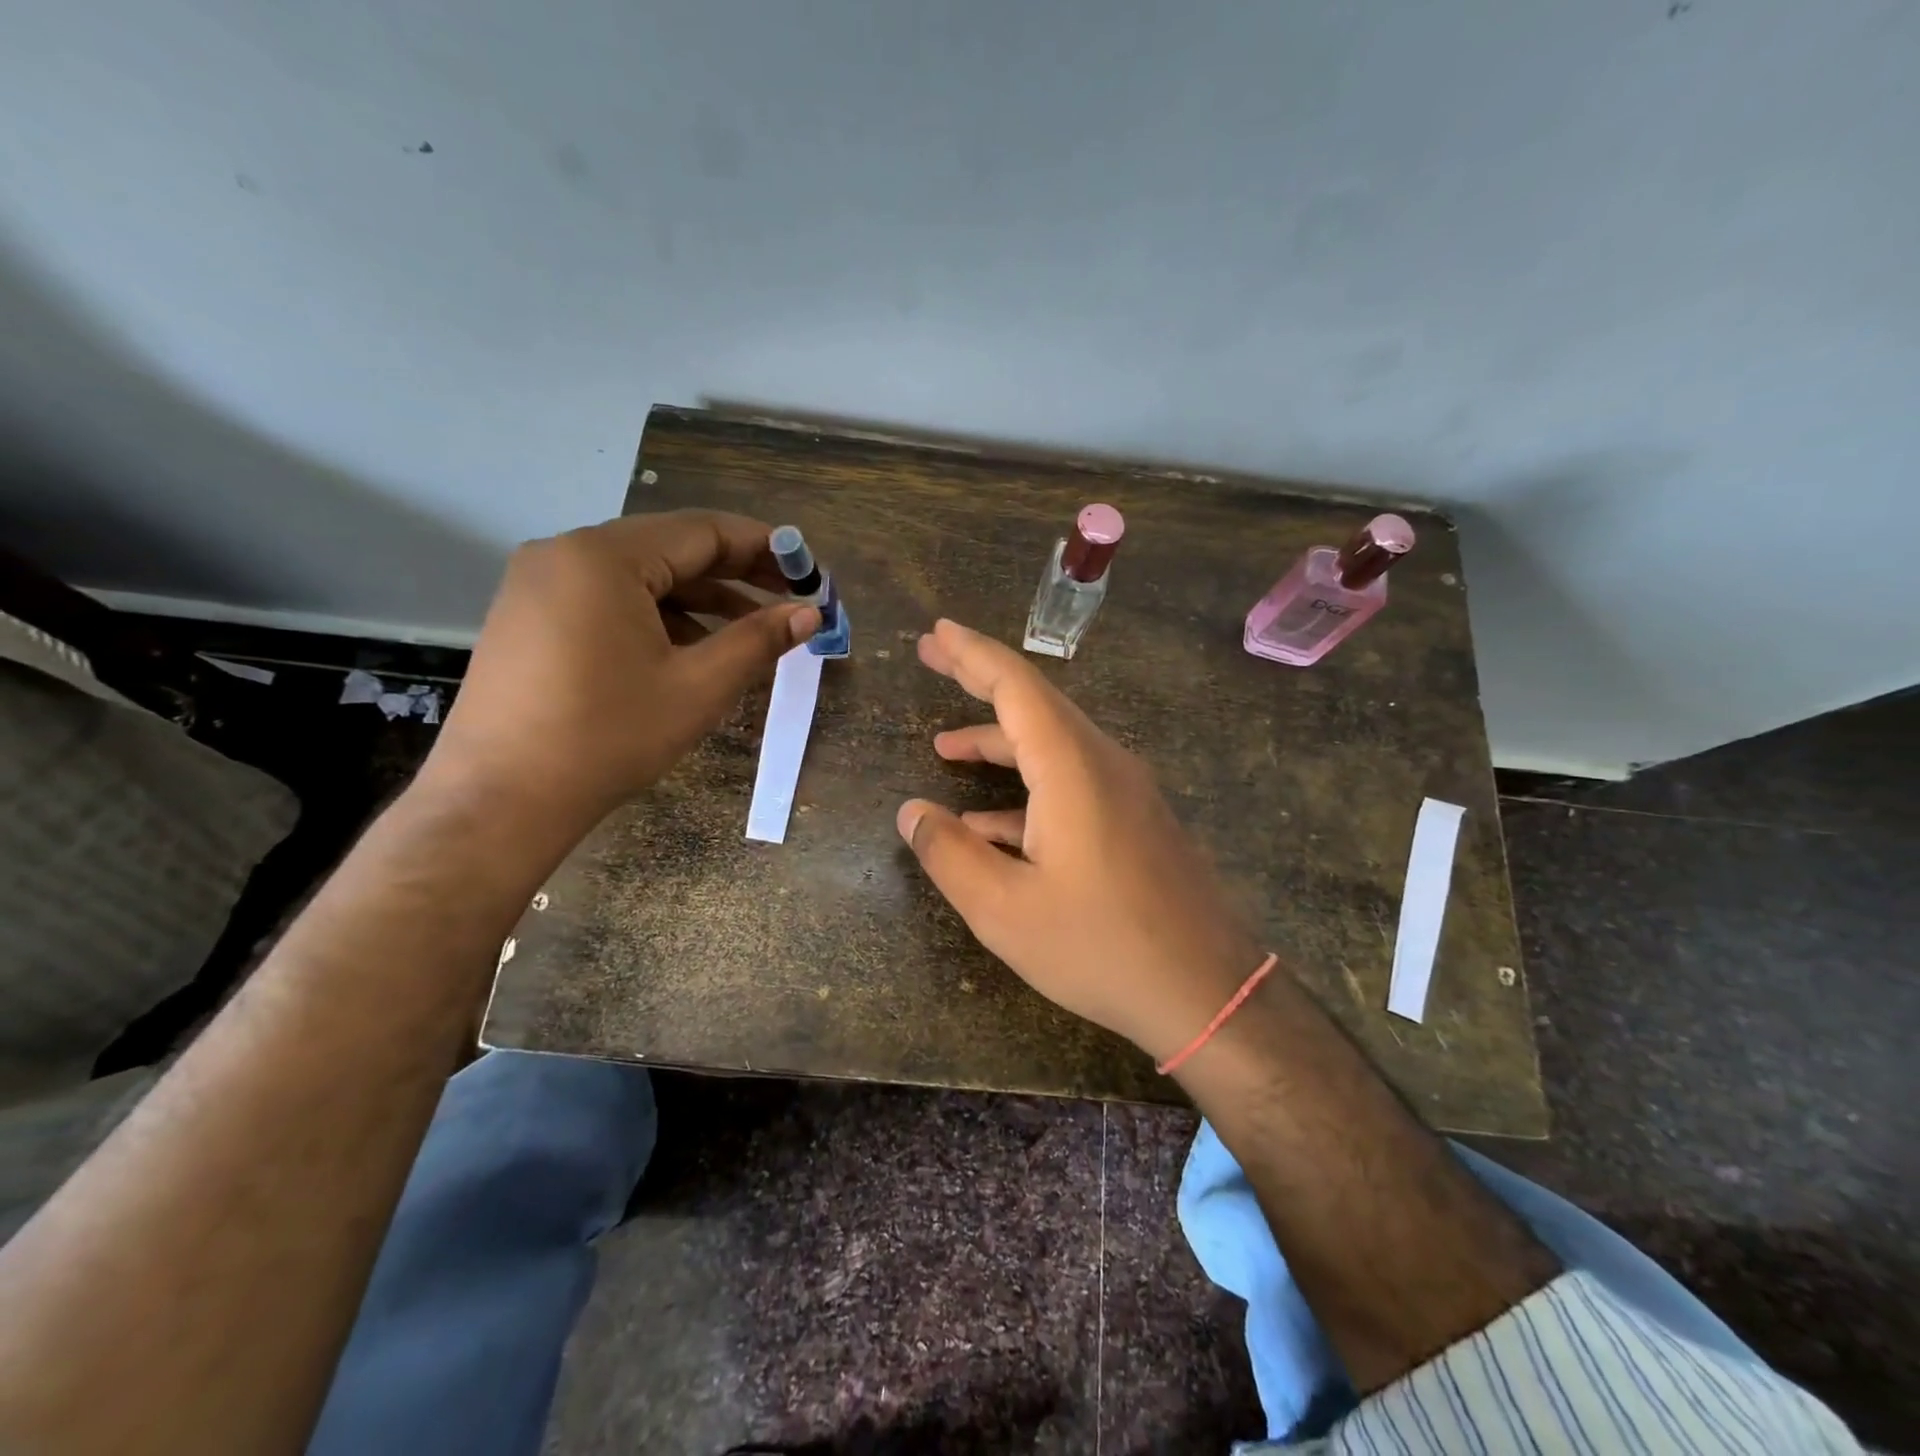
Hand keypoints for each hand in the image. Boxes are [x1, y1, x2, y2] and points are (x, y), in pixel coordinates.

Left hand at [424, 510, 817, 832]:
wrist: (500, 801)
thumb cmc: (608, 737)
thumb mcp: (698, 687)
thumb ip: (758, 641)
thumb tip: (810, 613)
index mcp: (605, 557)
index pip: (703, 531)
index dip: (764, 548)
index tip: (809, 571)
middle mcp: (565, 553)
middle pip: (670, 548)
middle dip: (735, 573)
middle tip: (790, 597)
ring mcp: (539, 584)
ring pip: (639, 575)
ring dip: (698, 598)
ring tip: (749, 631)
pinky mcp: (528, 616)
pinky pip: (607, 598)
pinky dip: (656, 615)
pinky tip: (689, 649)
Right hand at [897, 619, 1263, 1063]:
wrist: (1209, 992)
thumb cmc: (1101, 947)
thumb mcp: (1004, 910)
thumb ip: (949, 854)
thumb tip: (911, 813)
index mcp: (1071, 767)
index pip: (1015, 686)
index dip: (971, 654)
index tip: (936, 633)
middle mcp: (1104, 763)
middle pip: (1035, 703)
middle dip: (980, 679)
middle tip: (934, 657)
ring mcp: (1126, 792)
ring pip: (1053, 746)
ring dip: (999, 741)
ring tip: (946, 748)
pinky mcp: (1136, 821)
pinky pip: (1073, 784)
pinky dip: (1027, 789)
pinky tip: (992, 824)